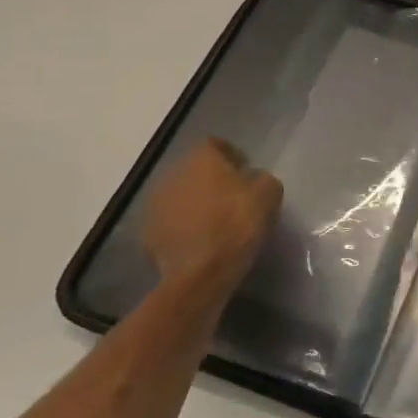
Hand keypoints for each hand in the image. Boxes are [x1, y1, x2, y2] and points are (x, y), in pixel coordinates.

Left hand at [142, 139, 281, 312]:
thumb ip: (262, 179)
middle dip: (212, 180)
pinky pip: (171, 222)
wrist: (201, 273)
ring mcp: (156, 203)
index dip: (233, 157)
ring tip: (215, 222)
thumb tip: (253, 180)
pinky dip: (183, 227)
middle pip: (196, 170)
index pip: (217, 145)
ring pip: (180, 195)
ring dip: (196, 203)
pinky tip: (200, 241)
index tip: (247, 175)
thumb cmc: (238, 224)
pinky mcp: (148, 232)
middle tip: (232, 198)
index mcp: (202, 158)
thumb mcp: (269, 194)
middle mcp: (174, 173)